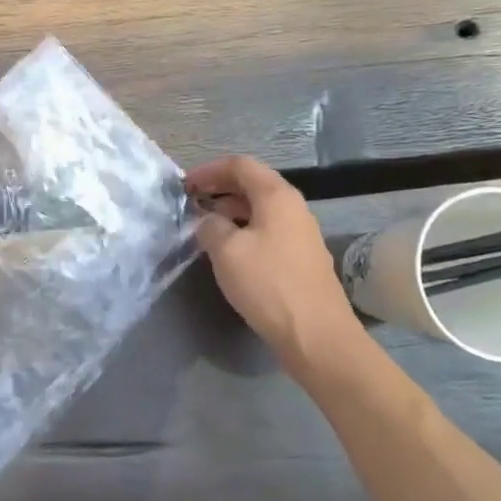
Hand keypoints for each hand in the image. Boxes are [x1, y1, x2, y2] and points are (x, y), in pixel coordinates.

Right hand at [185, 156, 360, 361]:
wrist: (316, 335)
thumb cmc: (268, 284)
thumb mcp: (227, 251)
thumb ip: (210, 226)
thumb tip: (208, 220)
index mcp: (277, 196)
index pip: (240, 165)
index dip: (209, 170)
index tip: (184, 185)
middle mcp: (293, 207)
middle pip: (253, 184)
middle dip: (219, 189)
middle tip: (191, 204)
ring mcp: (301, 233)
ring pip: (260, 209)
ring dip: (231, 211)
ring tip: (204, 228)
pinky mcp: (301, 258)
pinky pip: (268, 231)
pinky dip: (244, 230)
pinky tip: (230, 252)